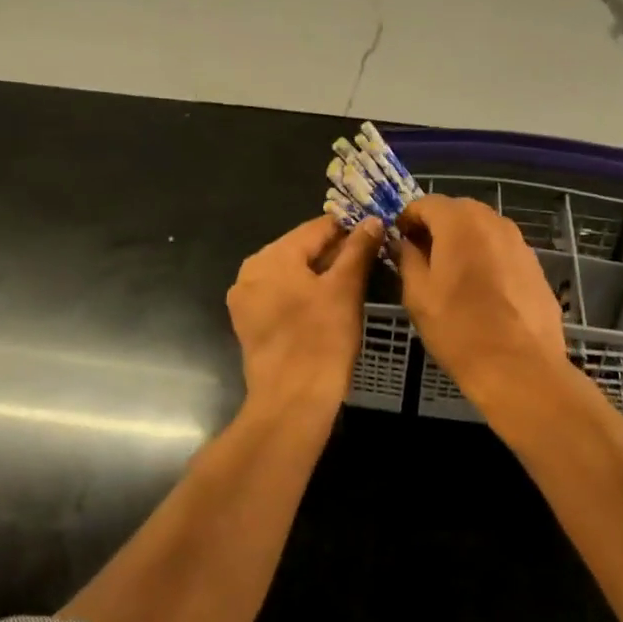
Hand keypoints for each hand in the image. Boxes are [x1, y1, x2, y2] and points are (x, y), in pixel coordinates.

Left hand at [227, 215, 383, 419]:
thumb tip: (372, 220)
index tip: (376, 233)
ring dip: (321, 274)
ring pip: (291, 273)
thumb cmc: (322, 339)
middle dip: (335, 252)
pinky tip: (329, 304)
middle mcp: (251, 271)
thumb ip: (358, 249)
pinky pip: (281, 295)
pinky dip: (304, 294)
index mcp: (271, 256)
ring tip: (353, 282)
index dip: (349, 228)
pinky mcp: (249, 324)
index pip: (316, 228)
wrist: (292, 402)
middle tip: (370, 259)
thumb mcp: (346, 288)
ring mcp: (246, 299)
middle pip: (301, 249)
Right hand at [395, 195, 569, 413]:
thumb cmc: (459, 328)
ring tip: (451, 273)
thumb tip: (404, 243)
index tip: (398, 240)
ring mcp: (519, 242)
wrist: (520, 367)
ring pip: (482, 229)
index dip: (408, 218)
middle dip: (437, 226)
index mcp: (459, 222)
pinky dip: (486, 257)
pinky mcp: (535, 265)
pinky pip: (502, 250)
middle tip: (422, 256)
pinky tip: (481, 290)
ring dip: (463, 241)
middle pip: (457, 211)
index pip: (426, 203)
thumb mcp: (418, 294)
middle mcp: (493, 221)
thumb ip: (407, 259)